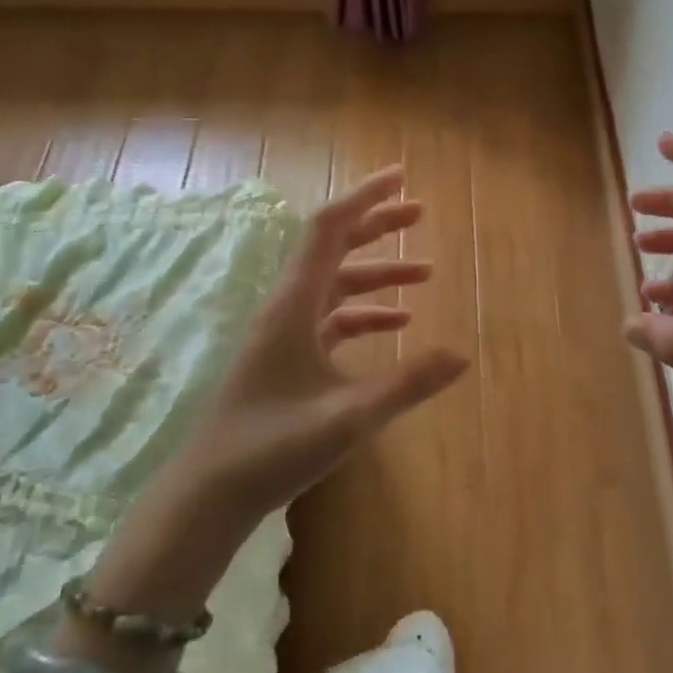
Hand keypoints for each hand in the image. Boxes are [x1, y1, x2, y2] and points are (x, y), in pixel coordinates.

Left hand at [178, 165, 469, 522]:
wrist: (209, 495)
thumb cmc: (272, 449)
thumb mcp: (349, 418)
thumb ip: (407, 385)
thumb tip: (463, 353)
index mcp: (294, 303)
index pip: (330, 228)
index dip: (365, 197)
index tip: (401, 177)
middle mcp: (287, 306)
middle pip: (334, 247)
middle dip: (377, 225)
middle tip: (420, 212)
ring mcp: (285, 332)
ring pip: (335, 284)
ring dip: (378, 273)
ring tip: (426, 273)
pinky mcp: (287, 356)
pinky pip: (332, 318)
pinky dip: (365, 313)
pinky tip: (397, 325)